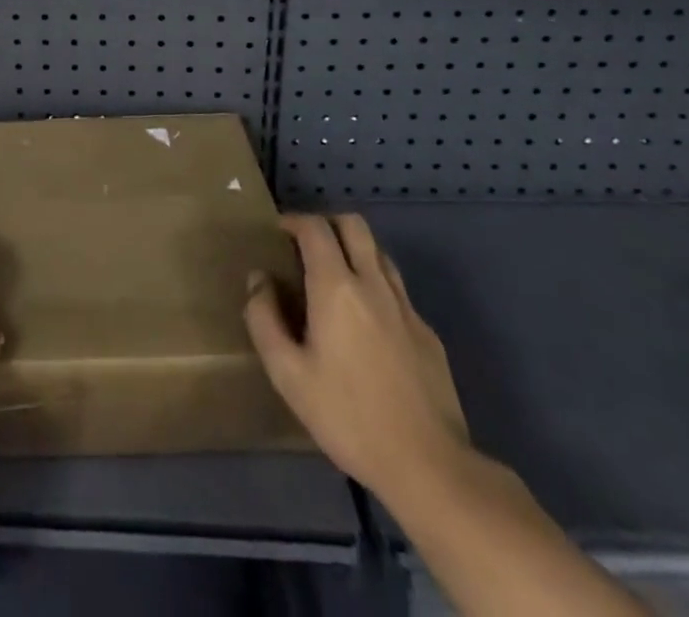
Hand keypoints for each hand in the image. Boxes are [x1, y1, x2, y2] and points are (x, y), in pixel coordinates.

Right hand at [245, 213, 469, 505]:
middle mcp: (374, 284)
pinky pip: (397, 290)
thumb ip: (264, 320)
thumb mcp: (288, 374)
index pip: (315, 228)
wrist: (429, 466)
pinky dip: (375, 286)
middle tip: (306, 246)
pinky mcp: (428, 334)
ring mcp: (406, 307)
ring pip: (379, 253)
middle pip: (354, 225)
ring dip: (354, 251)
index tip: (278, 232)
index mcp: (337, 287)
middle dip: (326, 223)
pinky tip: (366, 324)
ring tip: (335, 278)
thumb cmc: (349, 417)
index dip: (294, 221)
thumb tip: (259, 280)